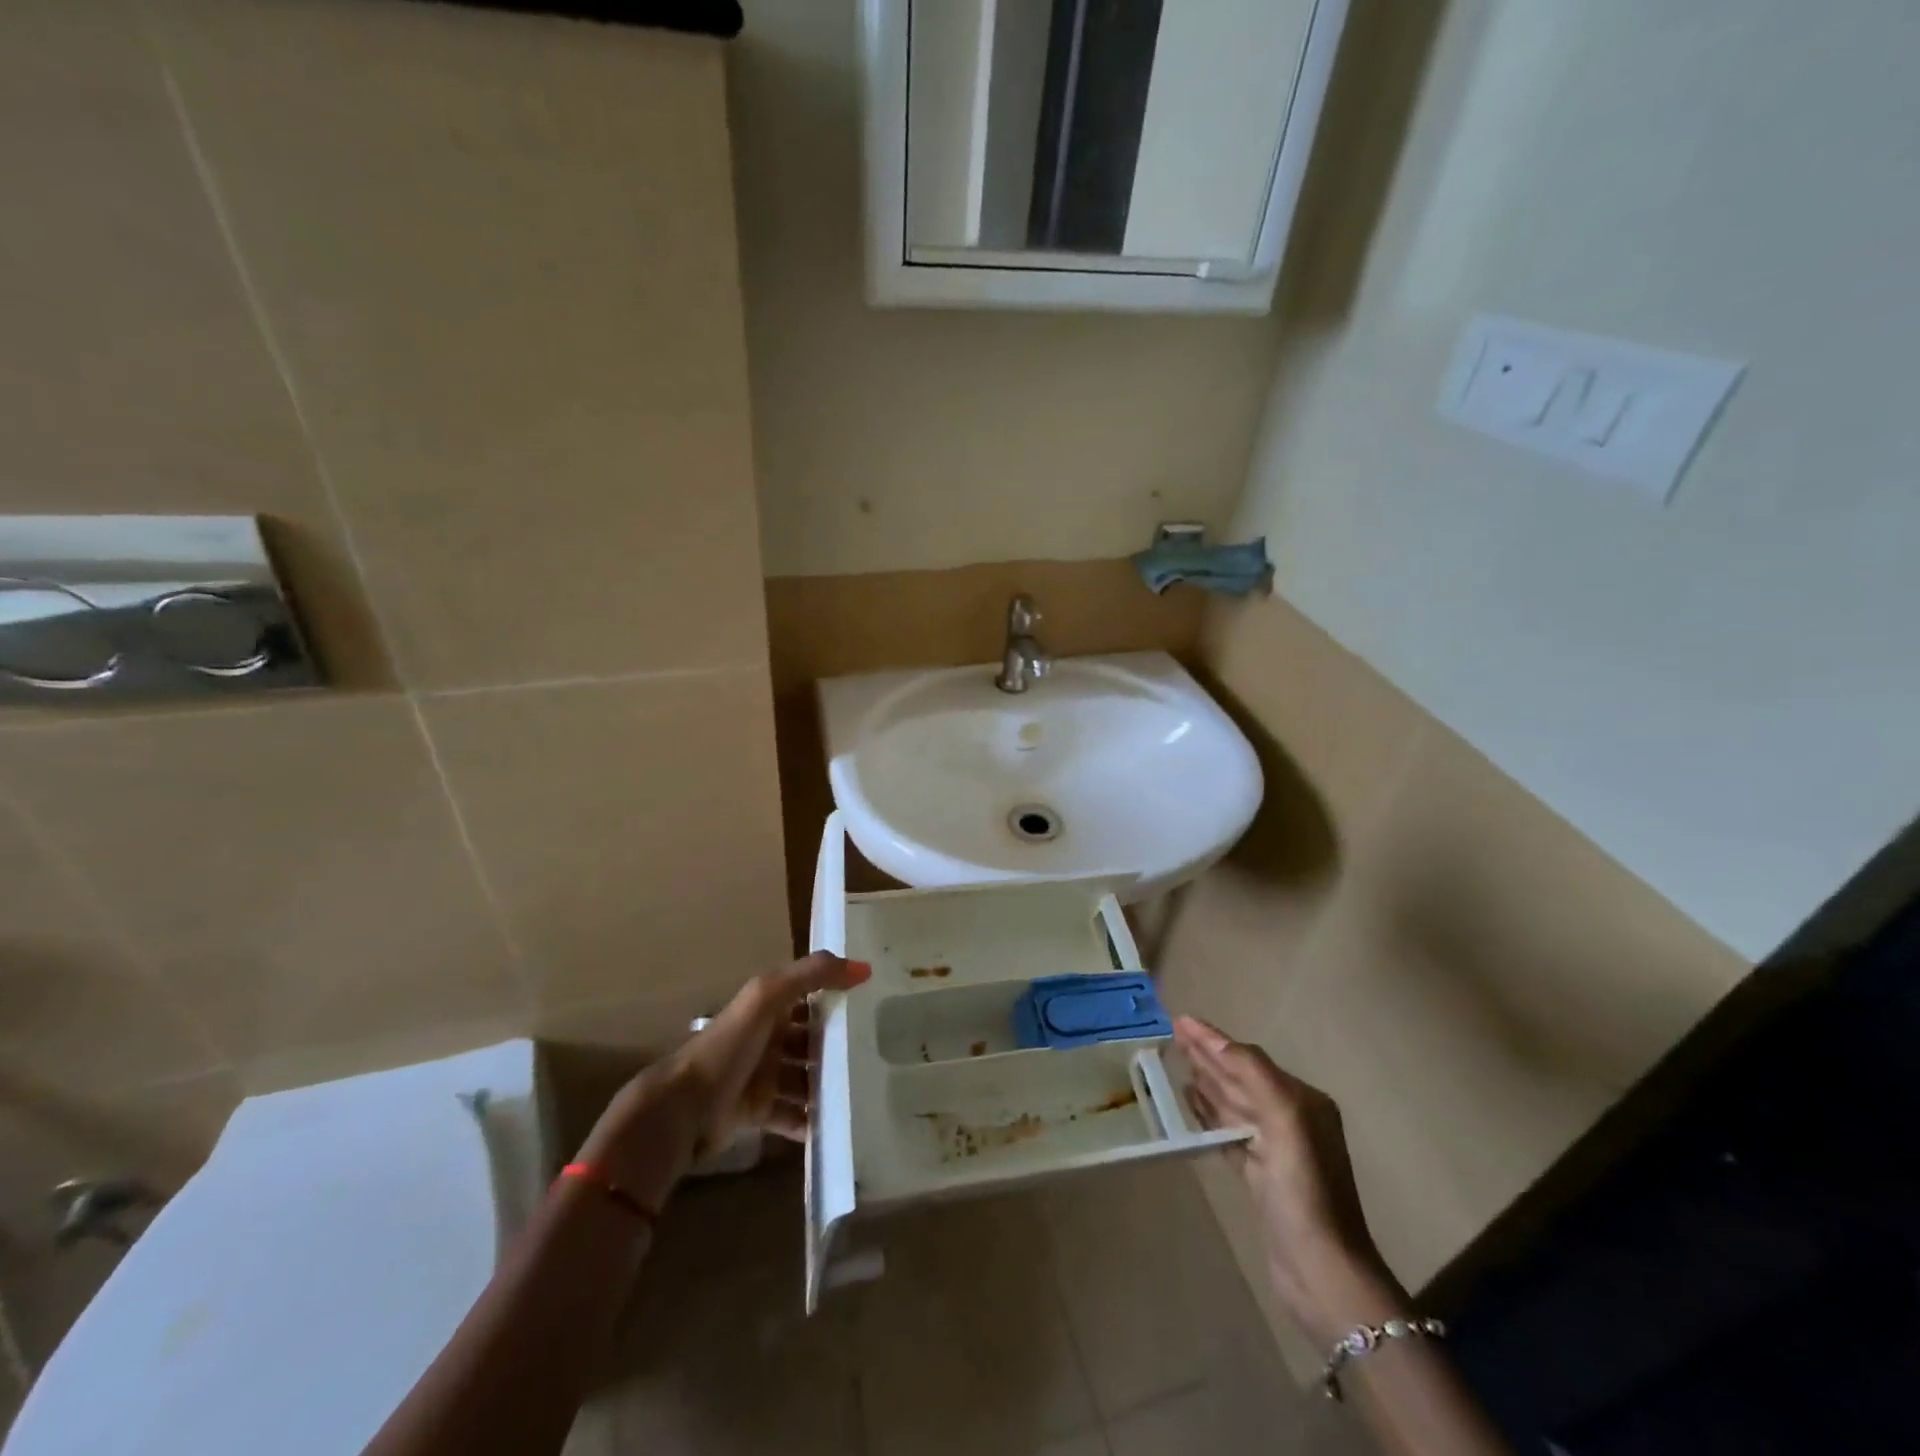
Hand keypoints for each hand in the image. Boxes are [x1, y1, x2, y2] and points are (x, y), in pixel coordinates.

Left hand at [575, 952, 871, 1214]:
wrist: (683, 1109)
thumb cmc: (728, 1047)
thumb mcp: (768, 997)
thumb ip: (813, 974)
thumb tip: (865, 968)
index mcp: (768, 1007)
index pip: (810, 995)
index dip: (838, 995)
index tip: (877, 1002)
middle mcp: (767, 1038)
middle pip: (811, 1039)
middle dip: (839, 1046)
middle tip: (878, 1054)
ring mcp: (763, 1076)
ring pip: (805, 1077)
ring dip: (829, 1085)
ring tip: (864, 1093)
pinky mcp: (758, 1112)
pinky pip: (792, 1115)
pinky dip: (811, 1121)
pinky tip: (836, 1127)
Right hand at [1175, 1015, 1408, 1344]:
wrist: (1321, 1271)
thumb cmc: (1304, 1191)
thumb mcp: (1284, 1120)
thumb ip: (1252, 1073)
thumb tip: (1214, 1041)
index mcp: (1302, 1101)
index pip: (1250, 1059)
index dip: (1214, 1039)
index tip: (1180, 1020)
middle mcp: (1291, 1118)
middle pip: (1241, 1077)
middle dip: (1209, 1055)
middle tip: (1173, 1033)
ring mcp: (1276, 1149)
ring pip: (1234, 1103)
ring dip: (1207, 1080)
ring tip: (1178, 1061)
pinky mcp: (1260, 1177)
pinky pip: (1229, 1131)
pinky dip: (1210, 1113)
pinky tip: (1191, 1102)